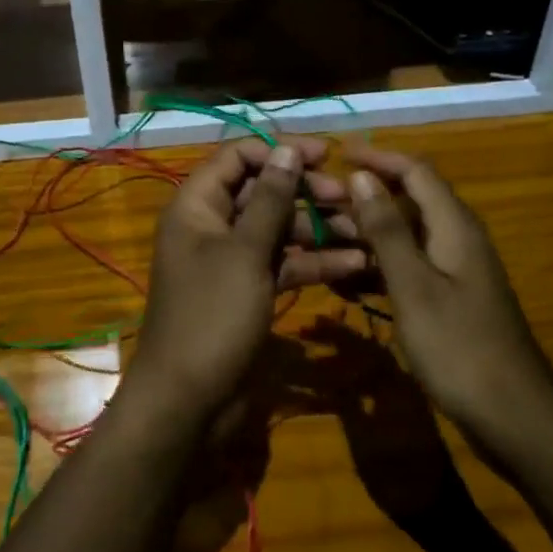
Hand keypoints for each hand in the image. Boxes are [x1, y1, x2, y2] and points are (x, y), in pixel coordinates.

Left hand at [125, 138, 365, 427]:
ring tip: (362, 231)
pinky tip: (354, 265)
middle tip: (348, 197)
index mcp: (197, 206)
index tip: (326, 154)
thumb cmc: (213, 316)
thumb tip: (287, 150)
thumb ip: (270, 200)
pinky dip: (313, 262)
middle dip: (305, 191)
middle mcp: (212, 226)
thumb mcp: (245, 253)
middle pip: (261, 191)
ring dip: (317, 228)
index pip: (237, 157)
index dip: (279, 151)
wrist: (190, 401)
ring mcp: (231, 261)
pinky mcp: (249, 291)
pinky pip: (282, 264)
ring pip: (277, 229)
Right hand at [345, 146, 552, 438]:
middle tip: (318, 203)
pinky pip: (408, 268)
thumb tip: (362, 176)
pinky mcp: (449, 299)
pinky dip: (377, 267)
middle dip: (365, 197)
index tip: (337, 154)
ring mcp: (455, 271)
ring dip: (366, 234)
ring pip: (405, 237)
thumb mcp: (414, 285)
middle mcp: (457, 239)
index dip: (378, 158)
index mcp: (455, 226)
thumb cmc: (459, 346)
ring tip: (321, 239)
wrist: (513, 416)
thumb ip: (387, 230)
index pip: (416, 171)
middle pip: (409, 201)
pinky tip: (344, 280)